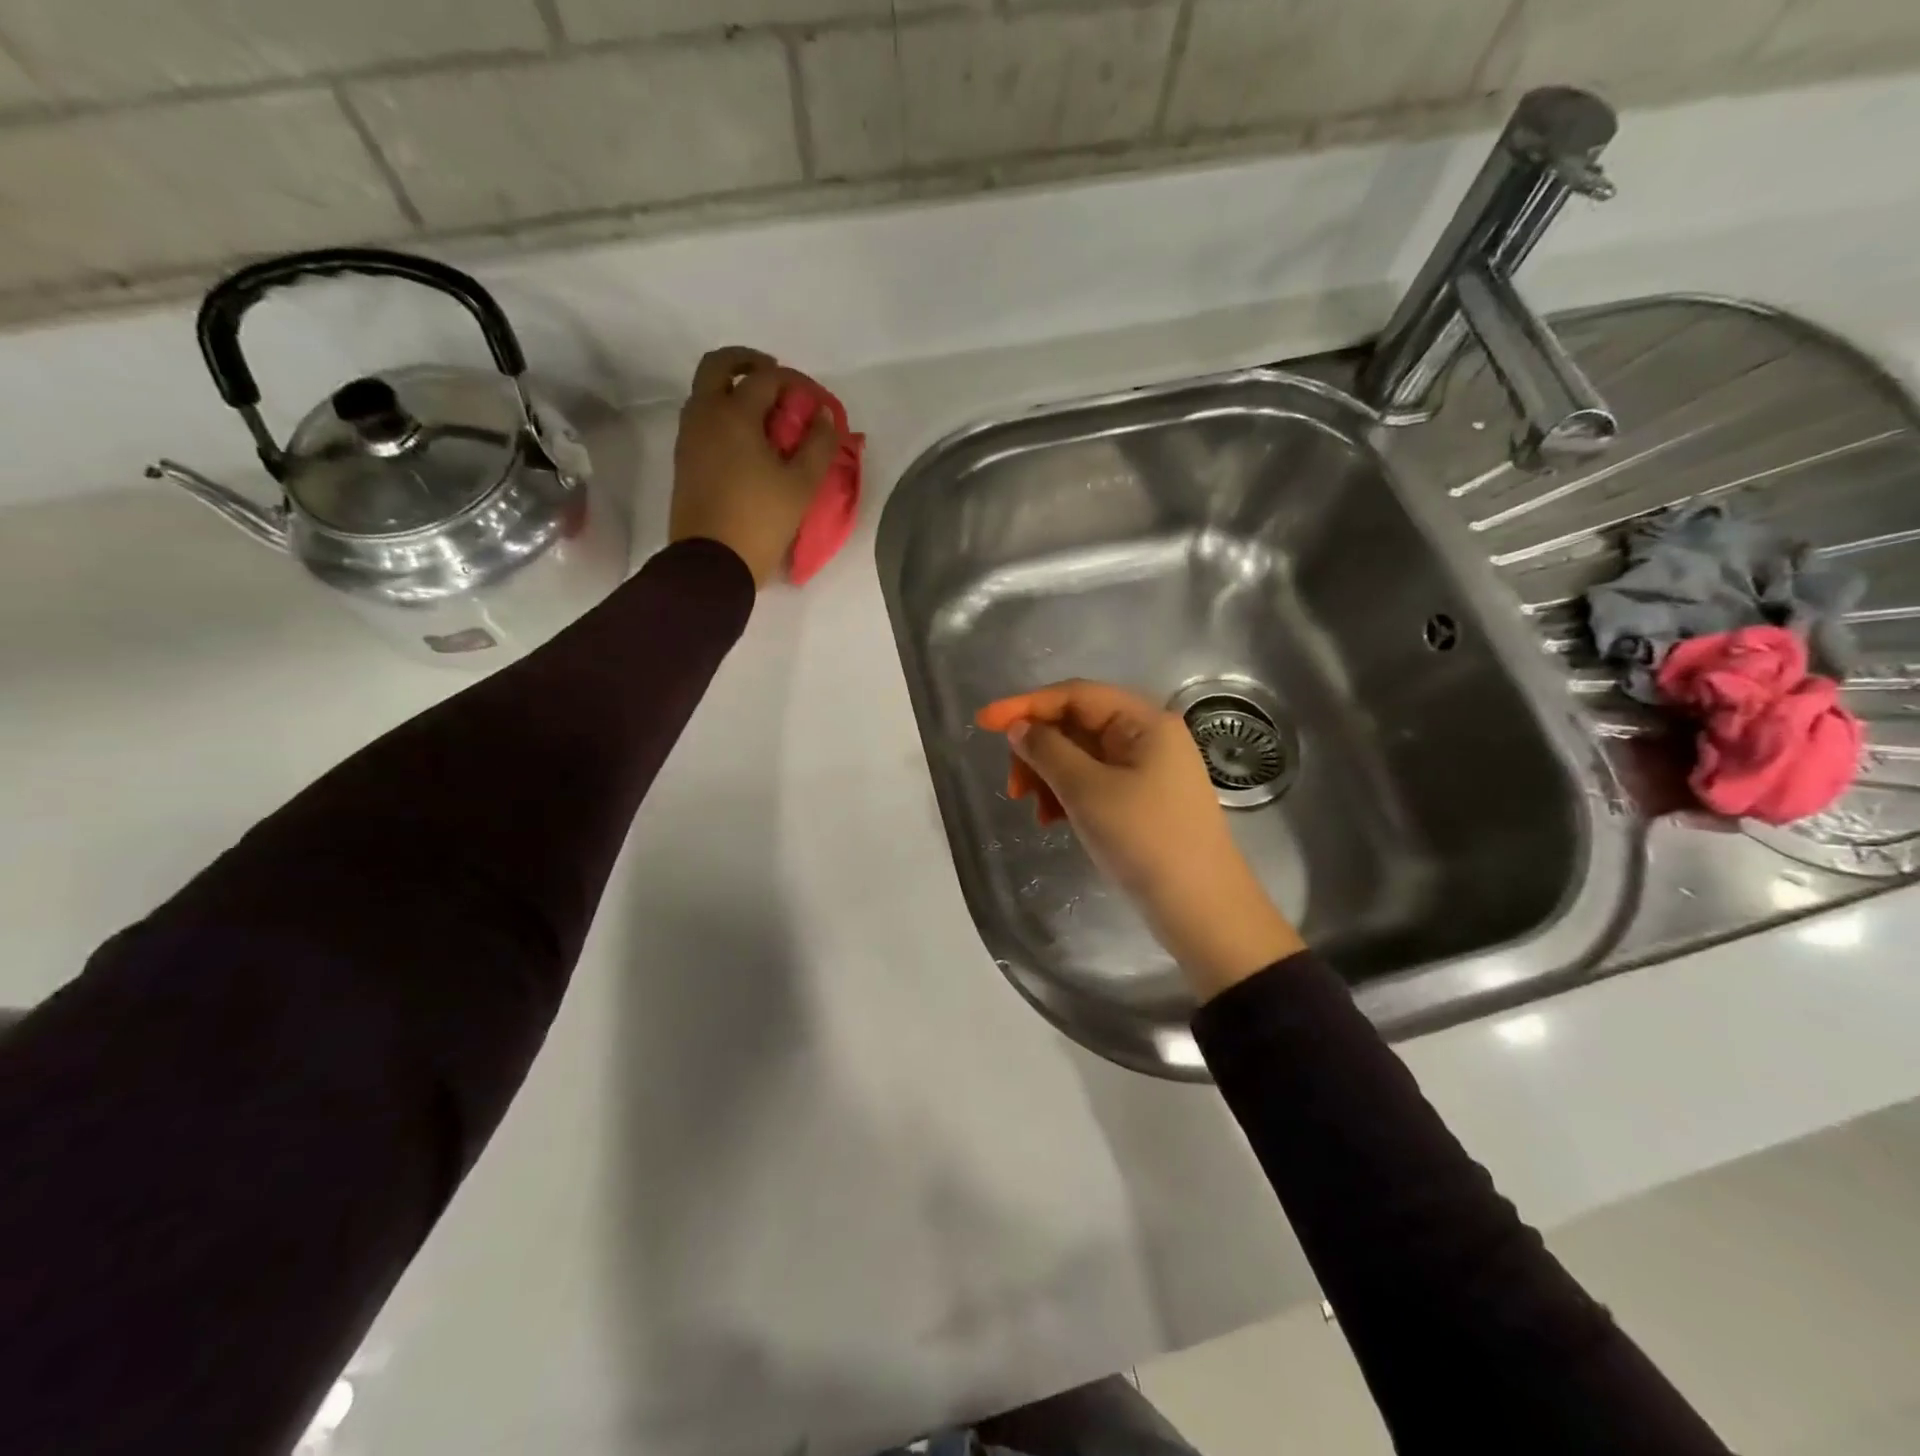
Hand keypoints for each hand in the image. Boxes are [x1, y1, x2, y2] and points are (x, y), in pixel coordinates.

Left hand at [671, 347, 840, 587]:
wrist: (712, 563)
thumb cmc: (760, 522)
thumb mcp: (801, 486)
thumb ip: (818, 445)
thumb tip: (822, 416)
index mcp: (734, 415)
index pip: (766, 378)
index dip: (796, 382)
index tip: (816, 401)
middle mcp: (704, 415)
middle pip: (719, 365)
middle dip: (749, 363)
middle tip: (777, 380)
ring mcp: (689, 437)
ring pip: (706, 392)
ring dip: (734, 389)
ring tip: (766, 416)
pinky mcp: (684, 460)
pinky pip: (702, 419)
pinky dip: (724, 414)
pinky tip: (748, 440)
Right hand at [977, 681, 1303, 999]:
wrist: (1201, 908)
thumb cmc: (1144, 839)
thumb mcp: (1087, 791)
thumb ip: (1047, 751)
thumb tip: (1019, 728)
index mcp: (1144, 721)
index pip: (1075, 695)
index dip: (1026, 705)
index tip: (984, 723)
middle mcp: (1148, 736)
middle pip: (1077, 724)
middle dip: (1038, 750)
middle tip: (1014, 787)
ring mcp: (1148, 769)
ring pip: (1082, 756)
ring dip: (1050, 776)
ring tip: (1036, 811)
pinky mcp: (1143, 799)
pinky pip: (1094, 782)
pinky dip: (1068, 795)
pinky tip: (1054, 820)